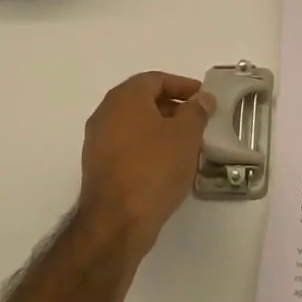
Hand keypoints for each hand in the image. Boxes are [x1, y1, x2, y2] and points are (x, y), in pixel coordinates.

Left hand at [77, 72, 214, 256]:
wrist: (117, 222)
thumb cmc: (154, 168)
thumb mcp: (186, 135)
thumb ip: (196, 111)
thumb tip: (201, 99)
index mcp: (124, 98)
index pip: (156, 80)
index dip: (183, 86)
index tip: (204, 98)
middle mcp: (105, 114)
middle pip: (143, 100)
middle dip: (173, 107)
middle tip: (198, 120)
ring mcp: (97, 142)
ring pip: (135, 125)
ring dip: (161, 129)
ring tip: (187, 144)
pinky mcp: (98, 167)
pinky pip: (128, 146)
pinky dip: (148, 147)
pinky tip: (167, 164)